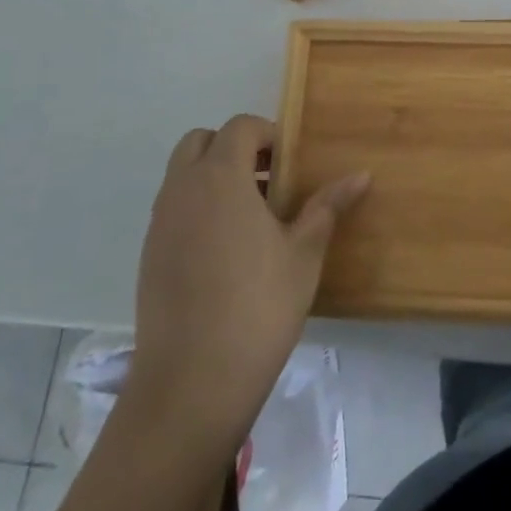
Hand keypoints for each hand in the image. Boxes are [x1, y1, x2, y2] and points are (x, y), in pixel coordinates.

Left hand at [126, 115, 368, 453]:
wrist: (192, 382)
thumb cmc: (259, 305)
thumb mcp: (304, 253)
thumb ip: (327, 206)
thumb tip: (361, 174)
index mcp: (220, 179)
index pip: (239, 127)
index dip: (267, 134)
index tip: (291, 164)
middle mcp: (182, 191)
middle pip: (200, 142)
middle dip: (234, 148)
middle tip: (269, 180)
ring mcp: (159, 224)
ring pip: (182, 176)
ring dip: (214, 178)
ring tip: (253, 217)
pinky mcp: (148, 256)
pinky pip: (173, 210)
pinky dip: (198, 209)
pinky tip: (227, 251)